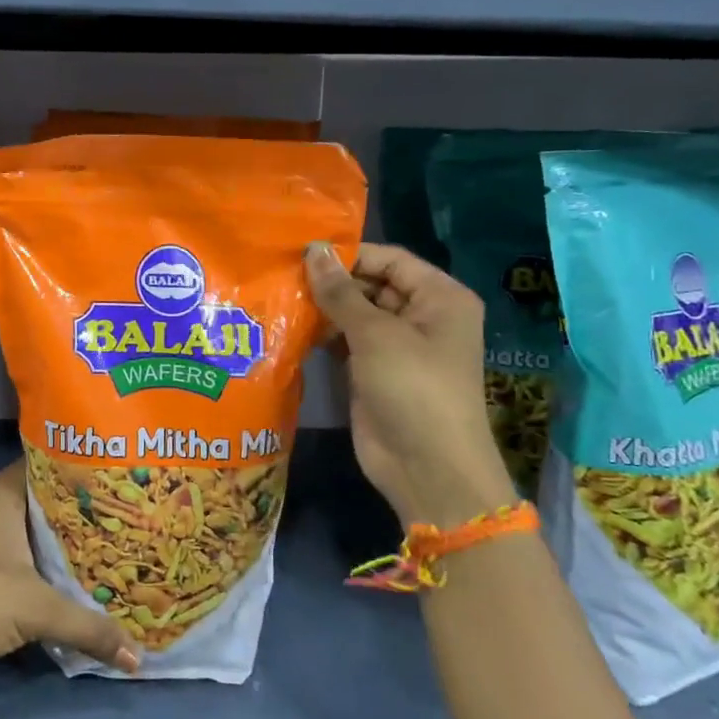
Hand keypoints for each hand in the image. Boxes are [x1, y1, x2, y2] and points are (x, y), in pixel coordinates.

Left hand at [0, 461, 139, 687]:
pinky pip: (21, 554)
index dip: (83, 470)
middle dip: (81, 510)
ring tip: (110, 544)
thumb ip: (89, 627)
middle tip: (124, 515)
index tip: (119, 478)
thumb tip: (137, 656)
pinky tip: (74, 576)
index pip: (50, 464)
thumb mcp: (37, 610)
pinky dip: (45, 563)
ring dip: (63, 540)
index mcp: (2, 493)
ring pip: (33, 529)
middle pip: (45, 499)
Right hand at [305, 242, 517, 526]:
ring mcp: (396, 347)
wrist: (427, 468)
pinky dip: (322, 335)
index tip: (301, 252)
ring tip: (278, 295)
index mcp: (439, 297)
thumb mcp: (376, 334)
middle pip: (371, 284)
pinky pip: (345, 342)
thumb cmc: (413, 388)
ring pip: (354, 314)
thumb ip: (340, 292)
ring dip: (322, 308)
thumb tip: (313, 249)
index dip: (348, 255)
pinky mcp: (373, 372)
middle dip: (331, 282)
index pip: (389, 260)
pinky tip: (289, 325)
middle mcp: (421, 316)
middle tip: (281, 274)